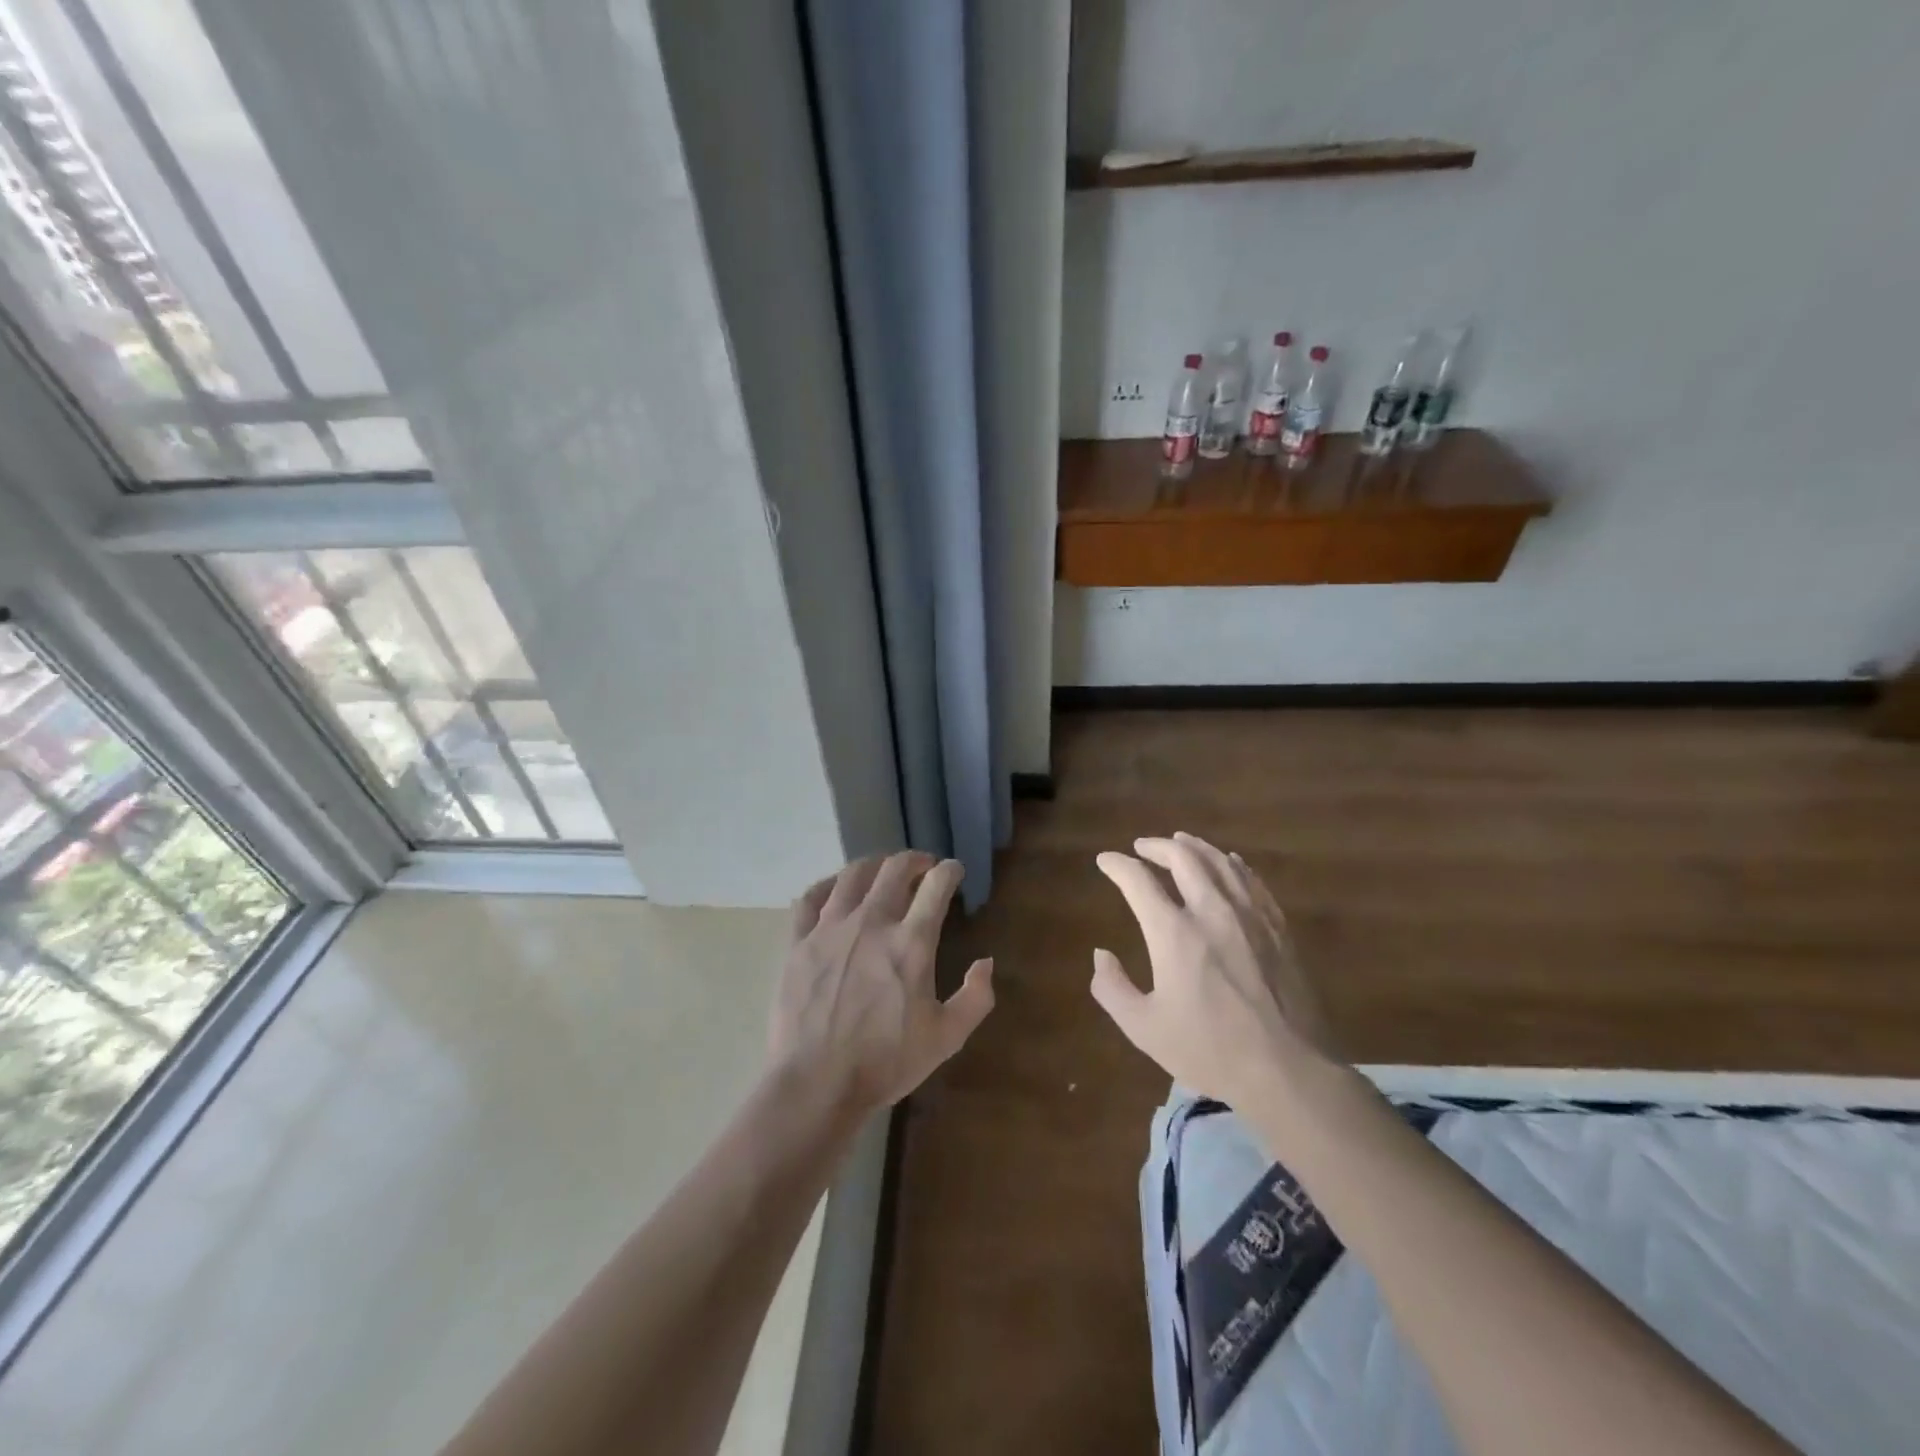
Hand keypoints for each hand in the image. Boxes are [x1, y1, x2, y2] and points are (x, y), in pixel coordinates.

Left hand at [769, 851, 994, 1117]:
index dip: (950, 871)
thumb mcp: (946, 1038)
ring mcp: (830, 928)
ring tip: (882, 872)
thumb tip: (985, 962)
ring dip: (875, 866)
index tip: (953, 871)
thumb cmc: (886, 1062)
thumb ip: (975, 998)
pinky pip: (811, 897)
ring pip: (853, 874)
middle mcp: (872, 922)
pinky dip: (828, 885)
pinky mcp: (798, 942)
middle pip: (895, 869)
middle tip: (922, 867)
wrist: (816, 1084)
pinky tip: (836, 889)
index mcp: (911, 942)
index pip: (936, 885)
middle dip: (914, 860)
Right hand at [1089, 832, 1341, 1108]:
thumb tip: (1101, 954)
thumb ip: (1113, 989)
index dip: (1117, 865)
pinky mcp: (1277, 928)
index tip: (1105, 860)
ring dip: (1195, 847)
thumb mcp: (1145, 1029)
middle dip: (1157, 846)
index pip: (1138, 880)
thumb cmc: (1210, 1051)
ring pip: (1220, 862)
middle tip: (1142, 847)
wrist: (1290, 1071)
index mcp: (1174, 933)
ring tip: (1181, 842)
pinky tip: (1229, 863)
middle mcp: (1211, 911)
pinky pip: (1252, 880)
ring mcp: (1250, 916)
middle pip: (1183, 858)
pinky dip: (1232, 865)